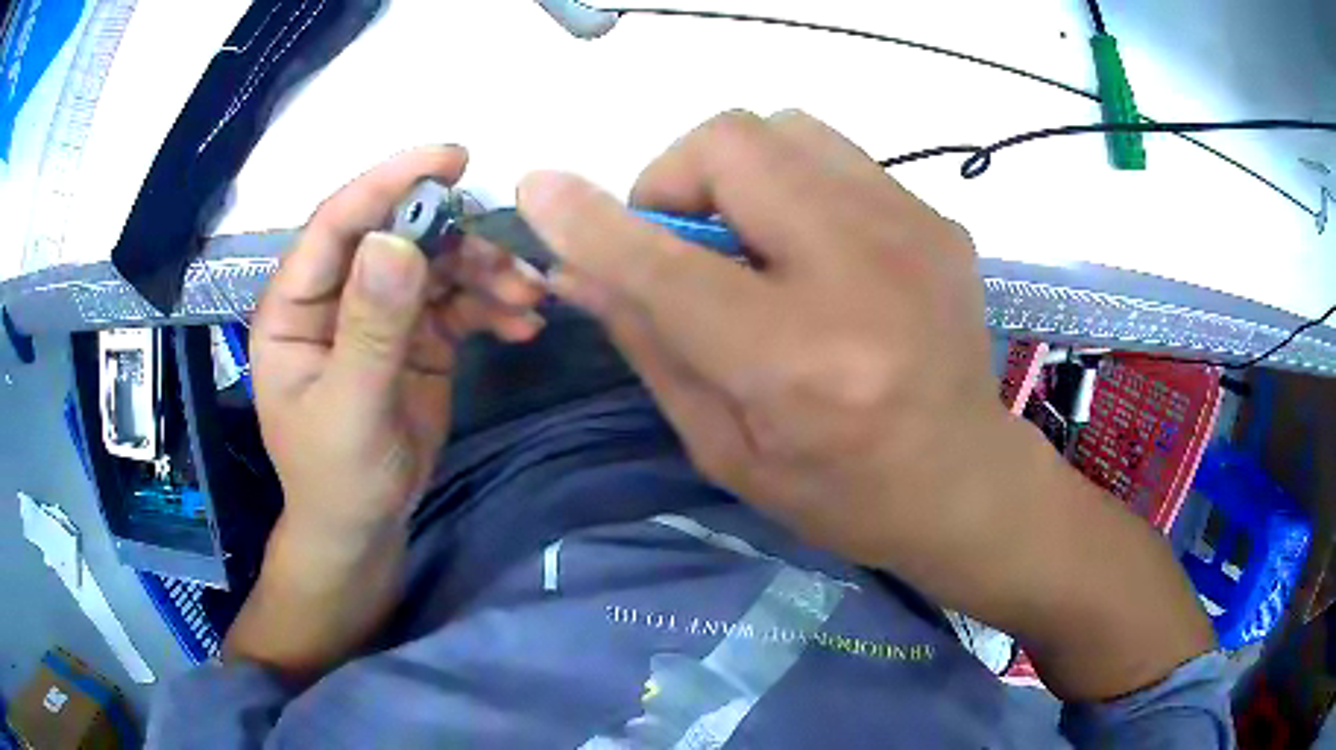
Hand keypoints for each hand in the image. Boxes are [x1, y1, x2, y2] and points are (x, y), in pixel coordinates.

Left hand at [229, 146, 544, 678]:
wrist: (364, 526)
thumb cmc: (336, 477)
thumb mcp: (350, 410)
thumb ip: (370, 329)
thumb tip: (398, 242)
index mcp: (297, 305)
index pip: (338, 224)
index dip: (388, 183)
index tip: (451, 159)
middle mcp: (338, 295)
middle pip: (399, 236)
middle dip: (458, 240)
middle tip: (511, 259)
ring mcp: (381, 311)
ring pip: (438, 263)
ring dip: (487, 273)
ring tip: (528, 298)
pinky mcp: (418, 334)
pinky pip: (460, 301)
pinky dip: (494, 305)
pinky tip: (523, 324)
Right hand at [520, 111, 997, 567]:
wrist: (964, 481)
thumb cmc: (838, 491)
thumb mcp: (724, 444)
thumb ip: (648, 342)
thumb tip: (575, 267)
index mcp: (800, 361)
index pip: (666, 265)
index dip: (590, 220)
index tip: (539, 188)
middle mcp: (864, 274)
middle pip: (734, 143)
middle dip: (676, 179)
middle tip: (681, 241)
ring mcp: (915, 232)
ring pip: (786, 128)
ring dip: (737, 173)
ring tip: (747, 241)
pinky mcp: (940, 220)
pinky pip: (835, 157)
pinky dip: (794, 186)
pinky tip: (810, 250)